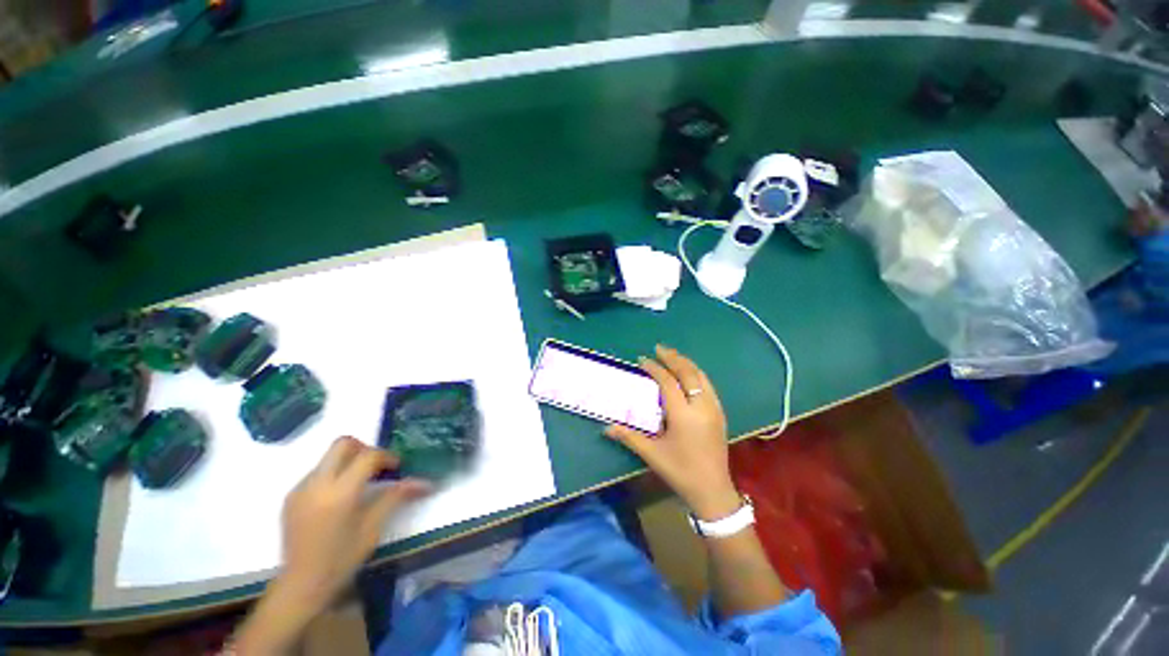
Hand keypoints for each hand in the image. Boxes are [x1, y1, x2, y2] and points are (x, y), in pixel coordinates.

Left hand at [277, 437, 431, 612]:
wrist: (300, 585)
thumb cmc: (342, 559)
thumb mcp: (373, 528)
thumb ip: (396, 497)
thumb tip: (424, 482)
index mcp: (340, 493)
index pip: (368, 456)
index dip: (387, 456)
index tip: (396, 468)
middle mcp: (317, 484)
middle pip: (343, 444)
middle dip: (365, 449)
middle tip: (377, 467)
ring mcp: (301, 489)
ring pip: (329, 456)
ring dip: (349, 461)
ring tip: (360, 483)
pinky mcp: (292, 496)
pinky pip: (318, 472)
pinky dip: (334, 474)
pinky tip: (340, 498)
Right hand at [605, 345, 740, 521]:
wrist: (713, 491)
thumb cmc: (680, 471)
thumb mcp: (652, 454)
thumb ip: (629, 436)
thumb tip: (606, 427)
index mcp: (684, 414)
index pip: (668, 382)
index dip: (655, 368)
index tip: (643, 360)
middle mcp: (701, 406)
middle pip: (688, 373)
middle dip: (673, 358)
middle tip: (659, 348)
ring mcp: (714, 409)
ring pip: (701, 377)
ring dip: (686, 363)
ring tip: (673, 355)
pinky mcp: (720, 414)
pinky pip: (708, 386)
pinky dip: (696, 374)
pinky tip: (689, 374)